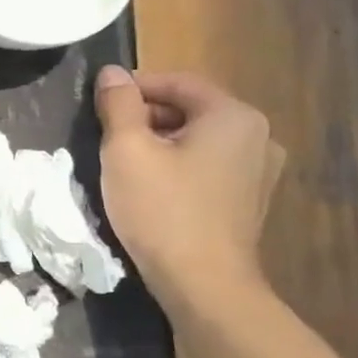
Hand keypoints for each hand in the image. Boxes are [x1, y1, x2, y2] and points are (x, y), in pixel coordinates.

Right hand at [94, 66, 281, 302]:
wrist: (203, 284)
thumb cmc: (162, 209)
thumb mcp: (126, 149)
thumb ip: (117, 104)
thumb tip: (111, 73)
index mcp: (233, 116)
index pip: (176, 82)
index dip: (133, 87)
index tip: (98, 103)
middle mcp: (258, 136)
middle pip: (189, 109)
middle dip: (145, 116)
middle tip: (105, 135)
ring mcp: (260, 171)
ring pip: (197, 139)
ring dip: (159, 142)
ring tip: (123, 162)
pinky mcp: (250, 200)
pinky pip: (208, 166)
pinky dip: (178, 165)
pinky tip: (151, 187)